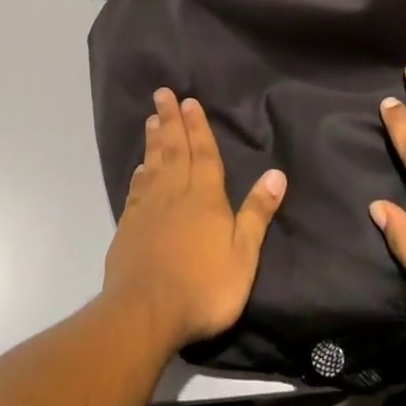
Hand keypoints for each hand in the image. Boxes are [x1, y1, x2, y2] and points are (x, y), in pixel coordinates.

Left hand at [104, 88, 285, 351]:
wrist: (145, 311)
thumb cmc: (203, 287)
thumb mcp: (243, 255)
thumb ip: (256, 213)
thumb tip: (276, 174)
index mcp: (205, 198)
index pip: (204, 154)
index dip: (198, 127)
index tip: (189, 101)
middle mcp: (175, 194)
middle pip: (174, 150)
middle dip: (171, 120)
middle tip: (162, 93)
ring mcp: (148, 208)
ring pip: (153, 164)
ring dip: (154, 140)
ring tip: (152, 120)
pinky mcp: (129, 225)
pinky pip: (137, 189)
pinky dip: (140, 172)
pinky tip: (140, 167)